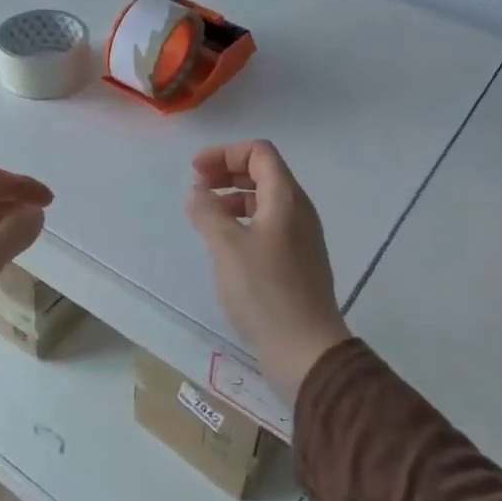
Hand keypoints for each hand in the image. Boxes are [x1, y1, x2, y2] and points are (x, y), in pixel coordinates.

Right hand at [186, 140, 351, 402]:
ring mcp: (301, 237)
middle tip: (197, 188)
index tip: (196, 171)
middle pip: (263, 173)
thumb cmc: (265, 290)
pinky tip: (224, 244)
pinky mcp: (297, 261)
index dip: (225, 153)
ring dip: (233, 198)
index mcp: (286, 198)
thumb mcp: (227, 246)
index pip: (259, 152)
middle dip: (227, 172)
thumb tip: (197, 193)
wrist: (305, 348)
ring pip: (265, 201)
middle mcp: (298, 210)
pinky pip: (268, 225)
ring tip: (205, 216)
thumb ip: (207, 212)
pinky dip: (243, 222)